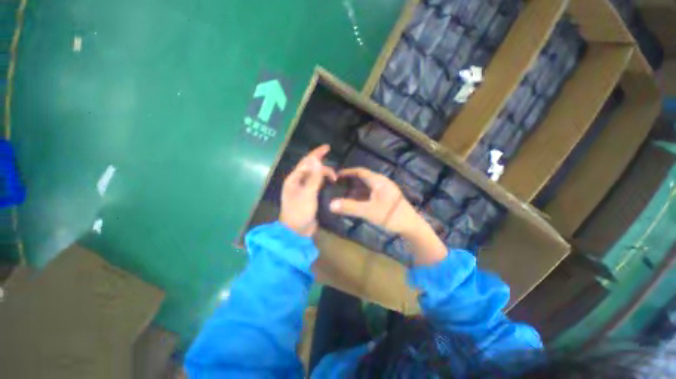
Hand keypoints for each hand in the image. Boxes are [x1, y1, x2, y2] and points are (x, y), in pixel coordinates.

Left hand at [280, 145, 336, 236]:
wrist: (296, 232)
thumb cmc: (300, 212)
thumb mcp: (308, 193)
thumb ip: (313, 177)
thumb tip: (316, 159)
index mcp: (294, 179)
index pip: (306, 162)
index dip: (316, 154)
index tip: (327, 147)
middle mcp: (297, 182)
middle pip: (311, 168)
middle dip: (323, 166)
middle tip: (335, 173)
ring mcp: (302, 190)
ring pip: (314, 177)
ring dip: (324, 175)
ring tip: (334, 179)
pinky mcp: (308, 197)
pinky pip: (316, 185)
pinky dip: (323, 182)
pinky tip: (330, 183)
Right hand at [328, 167, 419, 235]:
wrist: (411, 226)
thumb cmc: (391, 216)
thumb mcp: (368, 211)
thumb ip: (350, 207)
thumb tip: (331, 205)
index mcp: (378, 181)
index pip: (360, 172)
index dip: (348, 172)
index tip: (337, 175)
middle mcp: (381, 183)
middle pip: (363, 179)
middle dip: (350, 182)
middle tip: (337, 186)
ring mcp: (384, 191)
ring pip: (366, 187)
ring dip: (355, 190)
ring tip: (343, 194)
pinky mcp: (386, 198)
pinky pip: (370, 194)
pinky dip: (361, 196)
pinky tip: (355, 202)